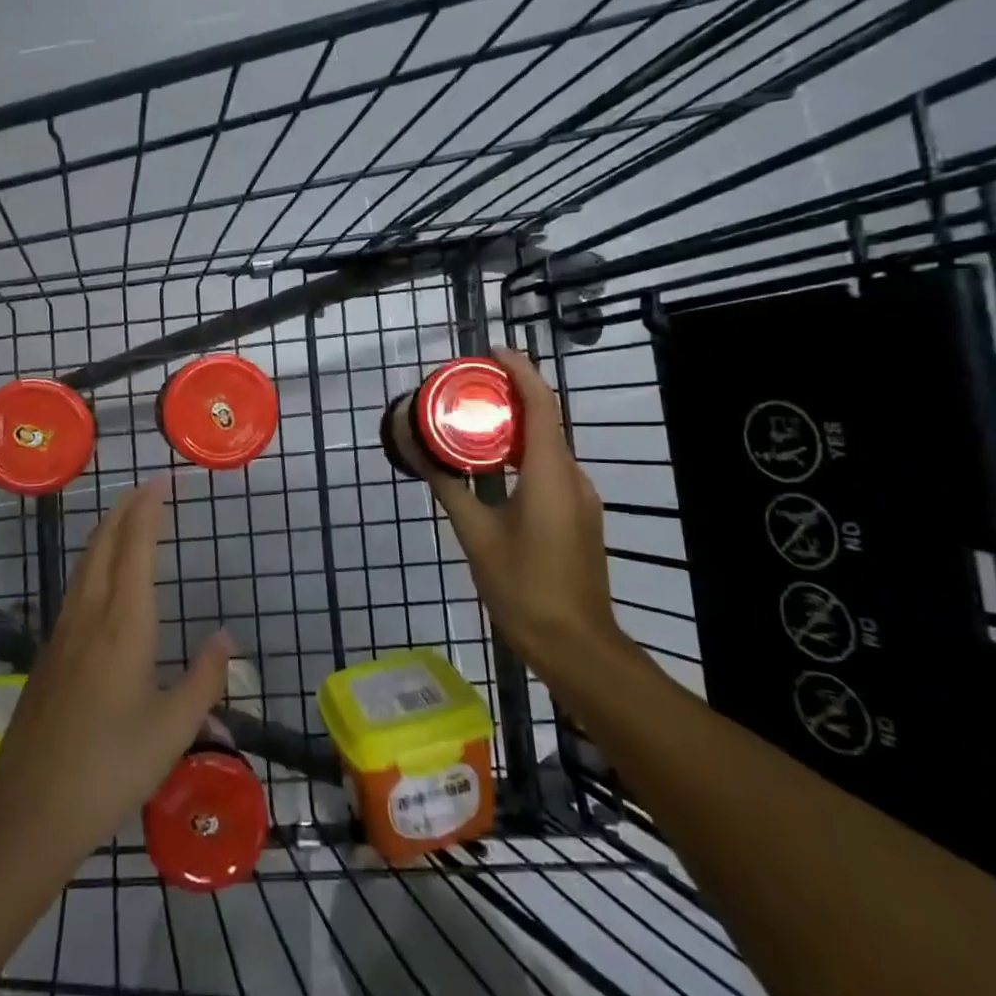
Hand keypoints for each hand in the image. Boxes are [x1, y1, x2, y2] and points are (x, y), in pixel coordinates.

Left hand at [0, 478, 232, 865]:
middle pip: (104, 544)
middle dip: (124, 510)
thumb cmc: (110, 768)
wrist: (29, 811)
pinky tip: (100, 576)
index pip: (135, 547)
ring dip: (106, 532)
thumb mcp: (173, 729)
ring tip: (125, 518)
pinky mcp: (49, 654)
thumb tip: (227, 637)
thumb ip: (205, 678)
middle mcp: (90, 615)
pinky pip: (75, 586)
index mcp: (124, 624)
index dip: (147, 510)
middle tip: (146, 489)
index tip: (161, 483)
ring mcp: (63, 633)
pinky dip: (94, 561)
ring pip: (85, 564)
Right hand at [395, 348, 623, 677]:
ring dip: (515, 428)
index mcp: (549, 473)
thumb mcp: (475, 534)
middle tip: (468, 389)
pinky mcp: (579, 516)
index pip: (541, 403)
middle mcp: (572, 476)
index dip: (520, 369)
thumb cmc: (522, 586)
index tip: (490, 351)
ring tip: (473, 423)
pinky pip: (550, 470)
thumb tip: (415, 450)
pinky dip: (522, 456)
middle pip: (545, 419)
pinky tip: (494, 470)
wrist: (575, 645)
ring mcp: (581, 498)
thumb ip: (447, 487)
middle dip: (510, 395)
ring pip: (547, 447)